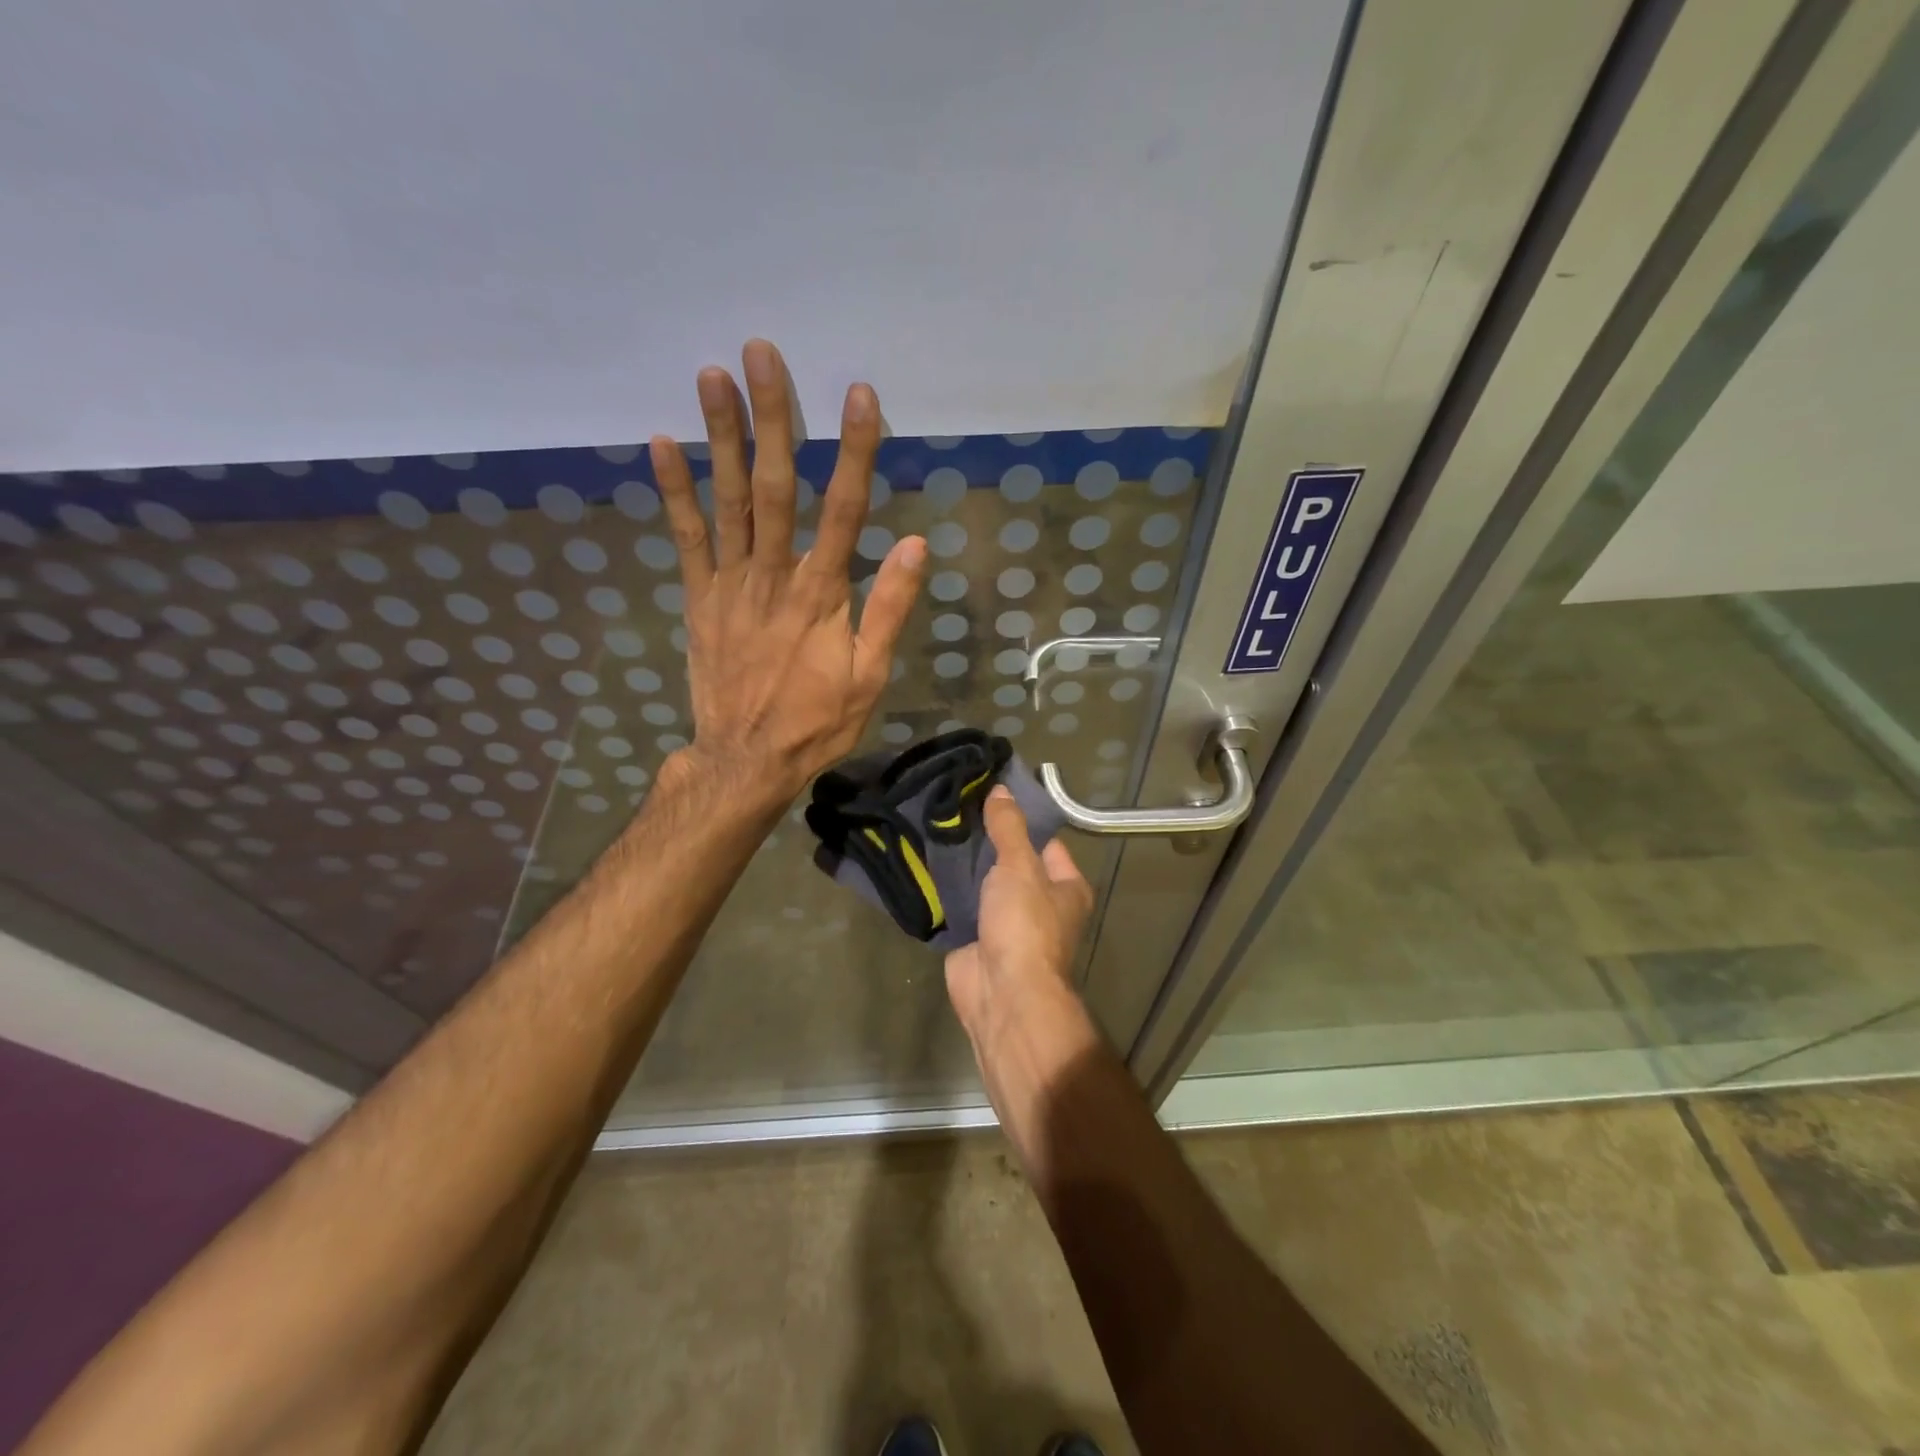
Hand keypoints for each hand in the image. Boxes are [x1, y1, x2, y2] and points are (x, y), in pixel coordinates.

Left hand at [650, 339, 925, 804]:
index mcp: (821, 594)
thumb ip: (889, 609)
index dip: (854, 450)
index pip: (845, 509)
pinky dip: (673, 491)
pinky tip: (660, 443)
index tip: (860, 395)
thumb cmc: (816, 721)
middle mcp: (774, 576)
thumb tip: (918, 545)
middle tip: (761, 353)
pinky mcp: (700, 599)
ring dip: (720, 436)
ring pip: (727, 500)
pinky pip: (685, 539)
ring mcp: (730, 584)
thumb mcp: (870, 676)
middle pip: (775, 486)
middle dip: (771, 417)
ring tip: (711, 375)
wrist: (747, 759)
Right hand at [945, 786, 1094, 1047]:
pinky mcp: (976, 938)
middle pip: (1012, 861)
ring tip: (936, 826)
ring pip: (983, 883)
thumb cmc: (1025, 924)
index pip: (1046, 841)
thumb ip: (1009, 827)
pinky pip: (960, 905)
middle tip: (955, 807)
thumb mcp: (1020, 866)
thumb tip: (1002, 789)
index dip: (1022, 819)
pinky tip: (925, 862)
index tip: (990, 794)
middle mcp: (1041, 904)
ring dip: (964, 864)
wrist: (1001, 992)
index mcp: (1066, 887)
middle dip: (986, 840)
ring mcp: (1007, 923)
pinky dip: (946, 889)